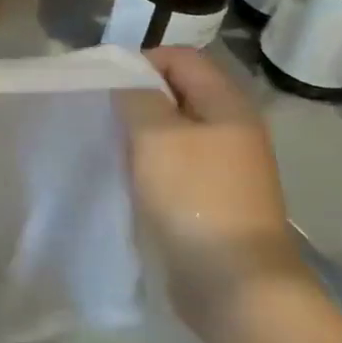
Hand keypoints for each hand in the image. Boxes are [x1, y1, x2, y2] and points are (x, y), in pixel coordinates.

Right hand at [120, 47, 310, 337]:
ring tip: (113, 147)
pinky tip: (131, 178)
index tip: (107, 86)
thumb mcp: (155, 135)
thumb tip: (127, 82)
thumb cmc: (194, 196)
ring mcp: (227, 167)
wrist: (235, 284)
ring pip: (175, 131)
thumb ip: (136, 97)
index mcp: (227, 104)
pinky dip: (152, 164)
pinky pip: (177, 165)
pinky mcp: (214, 198)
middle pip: (178, 93)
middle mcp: (232, 129)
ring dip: (143, 134)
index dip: (142, 63)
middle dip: (138, 99)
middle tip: (106, 117)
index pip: (181, 57)